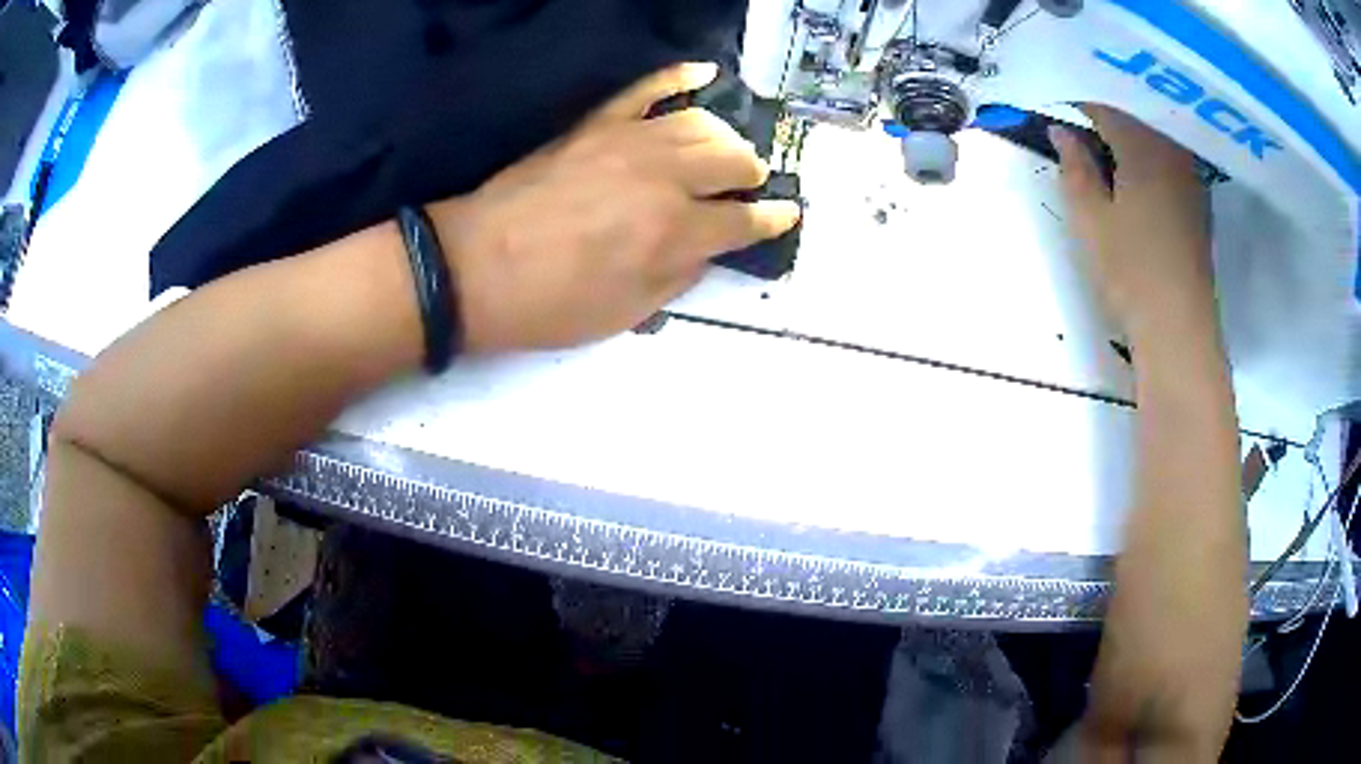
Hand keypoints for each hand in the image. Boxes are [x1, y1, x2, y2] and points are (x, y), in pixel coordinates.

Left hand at [429, 62, 801, 353]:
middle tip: (747, 187)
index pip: (745, 221)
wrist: (474, 268)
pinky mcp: (596, 124)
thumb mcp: (625, 313)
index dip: (772, 219)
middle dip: (751, 175)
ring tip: (725, 151)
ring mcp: (629, 142)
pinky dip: (678, 77)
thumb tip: (709, 248)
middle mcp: (664, 179)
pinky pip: (646, 88)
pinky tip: (703, 72)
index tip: (786, 215)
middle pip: (734, 160)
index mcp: (674, 233)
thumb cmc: (550, 304)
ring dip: (725, 137)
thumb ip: (679, 277)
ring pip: (701, 123)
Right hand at [1050, 107, 1214, 344]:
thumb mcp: (1089, 218)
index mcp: (1142, 146)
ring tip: (1106, 154)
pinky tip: (1136, 180)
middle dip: (1105, 119)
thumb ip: (1074, 167)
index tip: (1057, 113)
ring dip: (1130, 139)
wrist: (1179, 327)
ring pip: (1154, 139)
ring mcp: (1190, 178)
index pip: (1105, 107)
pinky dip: (1149, 161)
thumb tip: (1062, 132)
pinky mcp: (1198, 204)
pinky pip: (1169, 162)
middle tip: (1079, 131)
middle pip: (1134, 117)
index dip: (1077, 106)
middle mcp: (1171, 151)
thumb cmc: (1130, 270)